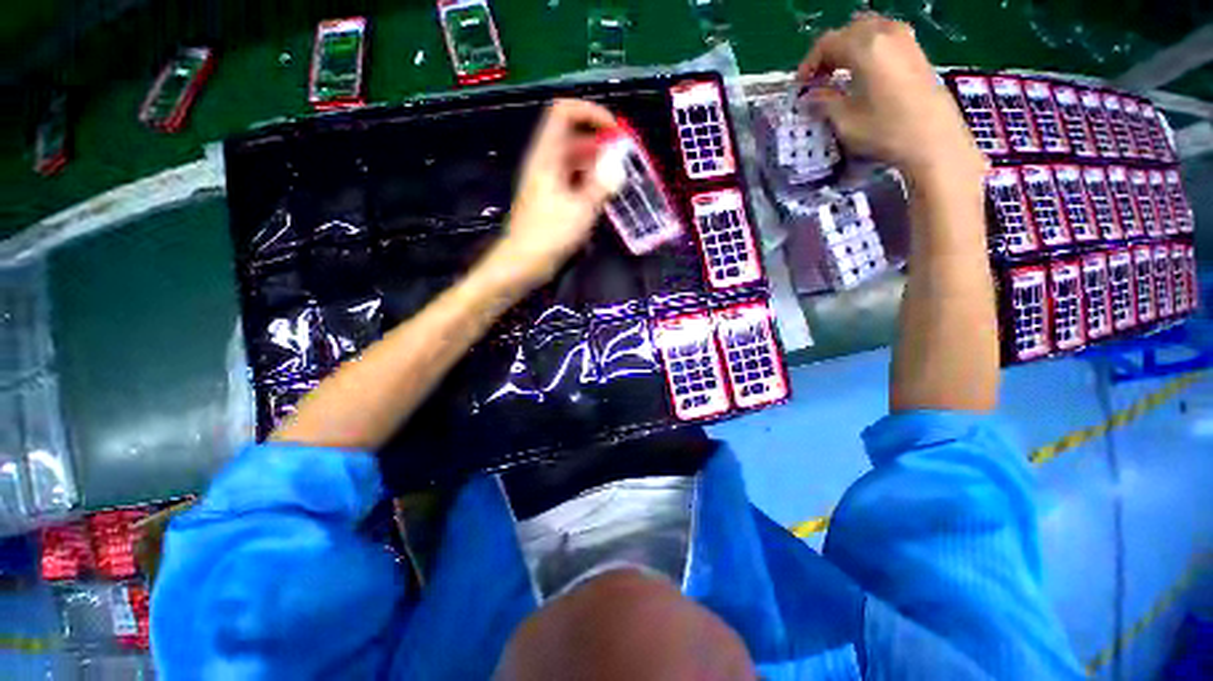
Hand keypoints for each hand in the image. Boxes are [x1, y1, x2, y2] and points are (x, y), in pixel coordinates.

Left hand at [492, 99, 618, 287]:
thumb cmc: (550, 234)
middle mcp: (546, 163)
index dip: (591, 113)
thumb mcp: (581, 208)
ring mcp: (548, 182)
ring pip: (575, 162)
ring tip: (620, 179)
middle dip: (601, 143)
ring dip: (598, 165)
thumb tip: (619, 164)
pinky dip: (590, 183)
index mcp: (548, 155)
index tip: (615, 131)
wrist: (524, 262)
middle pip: (573, 137)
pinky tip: (605, 197)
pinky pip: (574, 181)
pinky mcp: (552, 201)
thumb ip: (602, 184)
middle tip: (626, 159)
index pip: (564, 112)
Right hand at [799, 14, 985, 183]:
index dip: (809, 63)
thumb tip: (809, 96)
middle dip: (829, 52)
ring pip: (868, 30)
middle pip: (849, 31)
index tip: (801, 86)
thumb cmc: (885, 130)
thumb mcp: (845, 121)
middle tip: (818, 79)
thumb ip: (824, 103)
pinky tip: (863, 72)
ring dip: (850, 48)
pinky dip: (868, 48)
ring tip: (840, 74)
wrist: (933, 137)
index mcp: (865, 48)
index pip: (828, 43)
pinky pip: (885, 36)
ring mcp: (905, 39)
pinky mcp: (916, 50)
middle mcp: (885, 33)